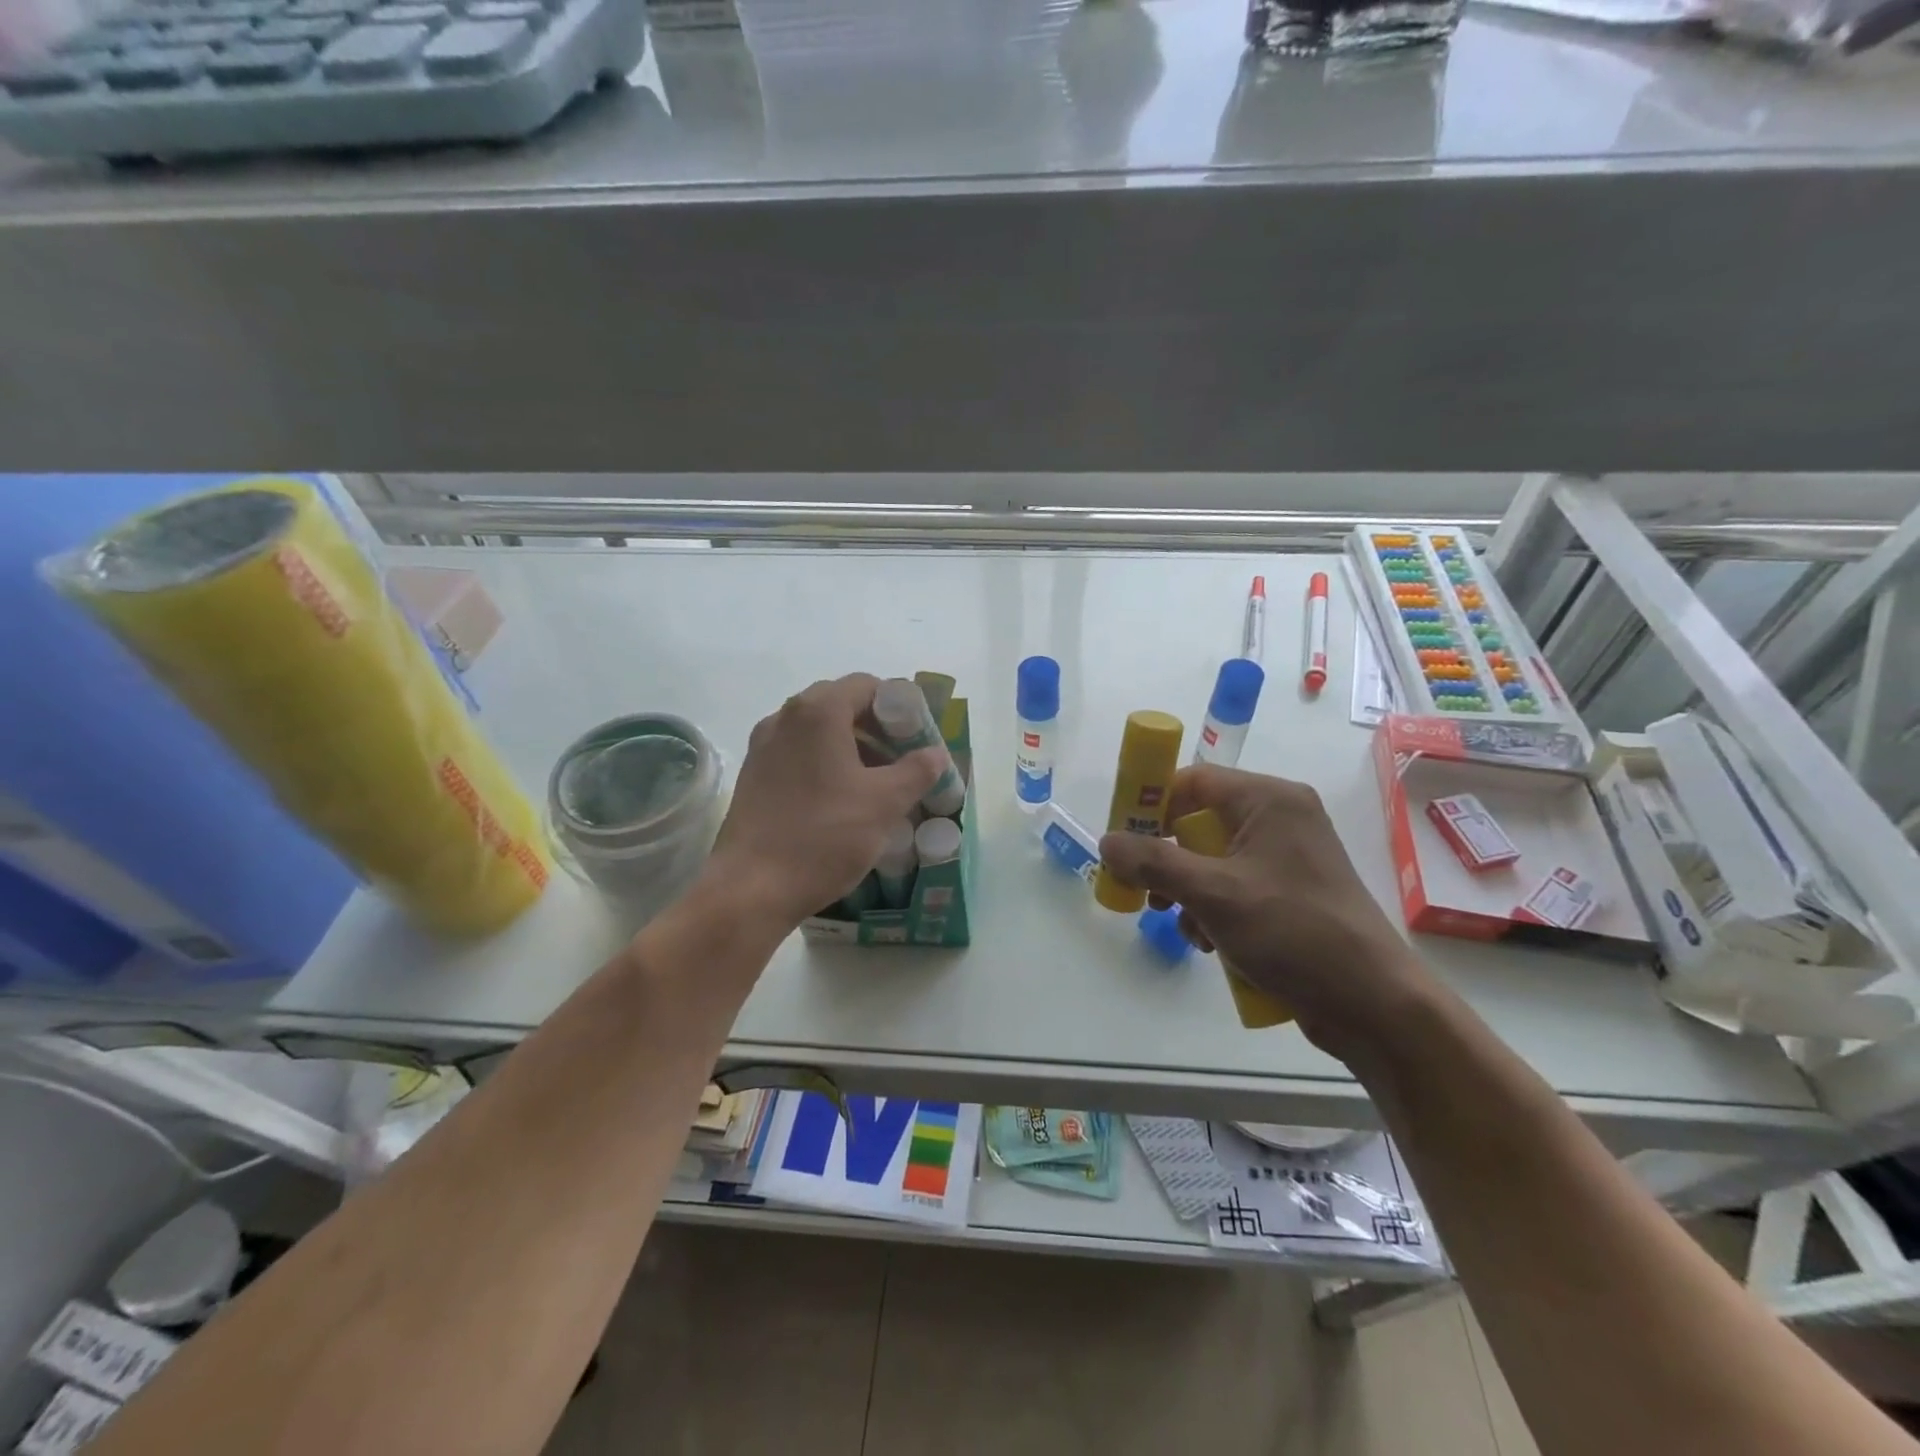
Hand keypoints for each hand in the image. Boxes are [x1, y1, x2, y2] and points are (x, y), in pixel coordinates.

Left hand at [708, 674, 943, 927]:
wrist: (751, 889)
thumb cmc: (824, 836)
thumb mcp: (884, 803)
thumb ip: (917, 771)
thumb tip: (936, 753)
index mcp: (817, 712)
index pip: (866, 685)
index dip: (898, 706)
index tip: (918, 737)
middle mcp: (784, 718)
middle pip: (840, 704)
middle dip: (876, 726)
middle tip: (902, 759)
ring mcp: (763, 746)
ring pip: (817, 731)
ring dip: (851, 746)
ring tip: (877, 782)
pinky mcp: (753, 775)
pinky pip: (797, 753)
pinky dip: (825, 762)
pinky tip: (841, 799)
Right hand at [1097, 765, 1439, 1060]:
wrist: (1373, 1003)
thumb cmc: (1294, 932)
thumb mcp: (1213, 893)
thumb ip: (1154, 862)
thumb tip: (1106, 841)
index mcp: (1269, 800)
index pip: (1194, 780)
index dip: (1152, 804)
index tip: (1121, 837)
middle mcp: (1280, 818)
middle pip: (1200, 821)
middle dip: (1167, 858)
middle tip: (1144, 888)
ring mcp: (1287, 858)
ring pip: (1212, 859)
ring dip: (1186, 890)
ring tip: (1181, 923)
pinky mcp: (1290, 894)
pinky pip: (1234, 886)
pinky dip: (1213, 909)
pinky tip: (1210, 942)